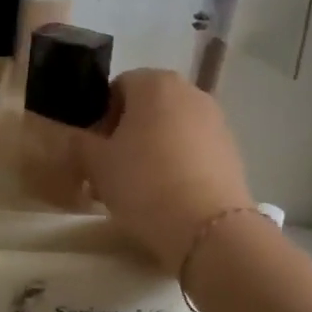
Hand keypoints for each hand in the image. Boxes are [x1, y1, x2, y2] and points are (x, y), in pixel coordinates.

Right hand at [78, 68, 253, 272]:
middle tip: (112, 168)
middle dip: (128, 132)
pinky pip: (194, 149)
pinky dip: (178, 163)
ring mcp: (216, 121)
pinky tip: (166, 195)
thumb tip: (78, 139)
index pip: (118, 87)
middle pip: (148, 107)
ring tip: (138, 186)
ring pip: (172, 129)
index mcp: (155, 83)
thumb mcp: (96, 164)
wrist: (206, 228)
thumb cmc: (143, 182)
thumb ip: (80, 144)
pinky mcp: (233, 151)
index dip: (101, 116)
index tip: (95, 148)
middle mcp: (190, 92)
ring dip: (153, 148)